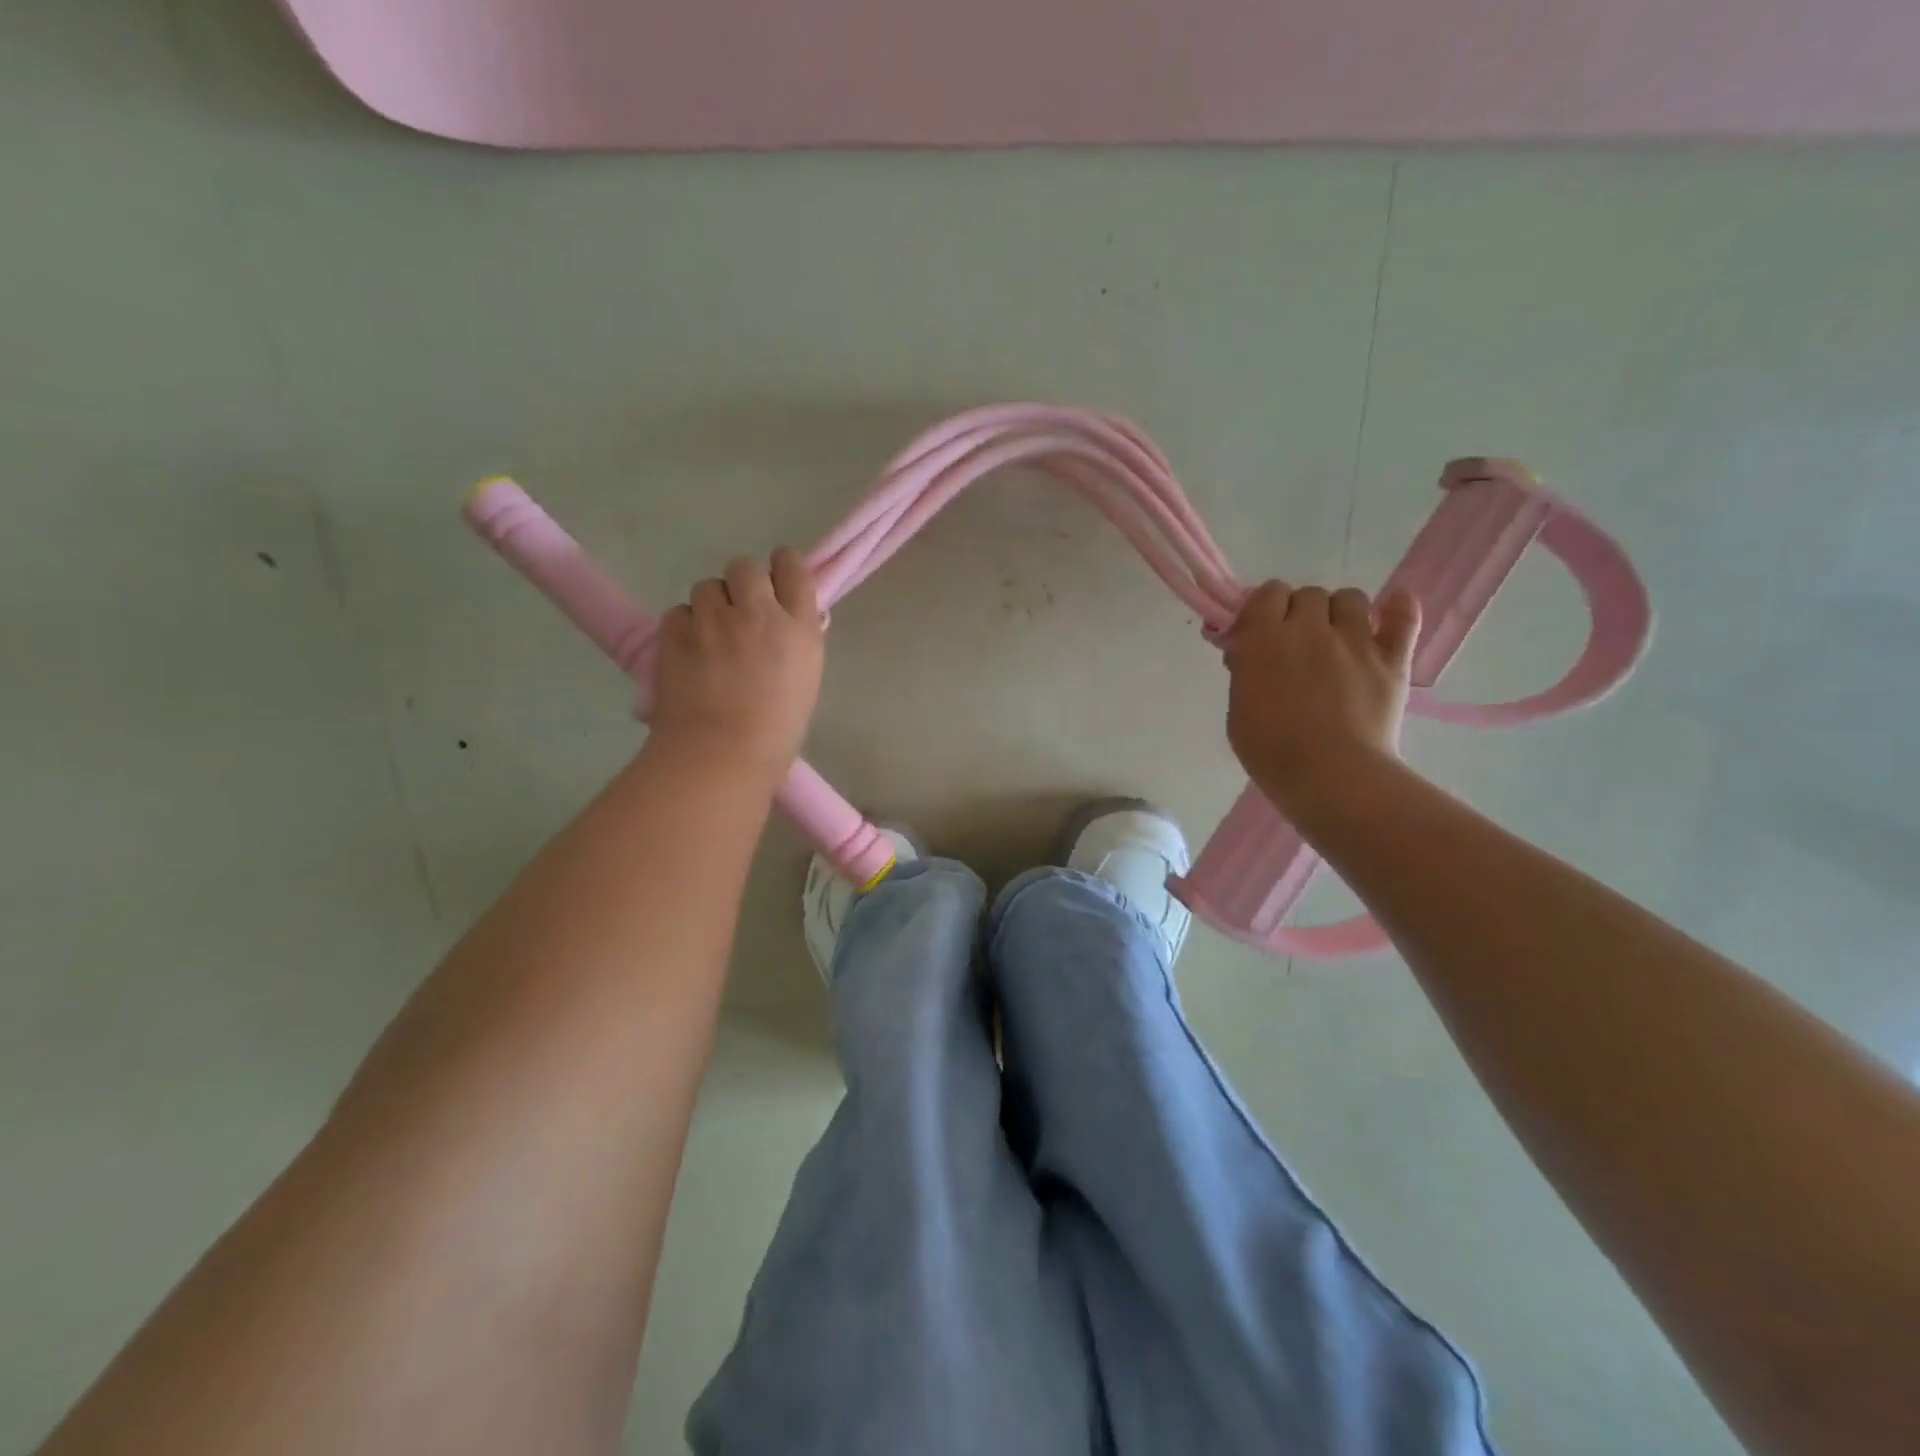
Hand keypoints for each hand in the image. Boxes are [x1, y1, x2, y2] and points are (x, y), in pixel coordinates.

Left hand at [649, 550, 824, 778]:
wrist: (722, 753)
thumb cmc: (776, 732)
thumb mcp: (804, 680)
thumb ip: (795, 642)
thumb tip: (782, 624)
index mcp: (799, 627)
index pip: (793, 568)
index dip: (782, 568)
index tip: (775, 581)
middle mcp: (758, 612)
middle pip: (746, 566)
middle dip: (742, 583)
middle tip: (738, 612)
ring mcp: (714, 619)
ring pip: (708, 587)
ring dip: (710, 605)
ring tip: (709, 637)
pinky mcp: (676, 631)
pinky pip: (679, 612)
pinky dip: (684, 626)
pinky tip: (688, 652)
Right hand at [1222, 582, 1421, 813]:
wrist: (1330, 776)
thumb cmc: (1271, 751)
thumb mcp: (1238, 709)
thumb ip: (1245, 671)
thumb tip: (1249, 651)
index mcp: (1263, 638)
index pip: (1267, 593)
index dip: (1265, 609)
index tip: (1260, 633)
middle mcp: (1309, 628)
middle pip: (1308, 594)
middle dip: (1300, 613)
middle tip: (1297, 645)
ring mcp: (1355, 640)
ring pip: (1351, 598)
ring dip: (1340, 612)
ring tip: (1337, 639)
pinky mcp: (1392, 658)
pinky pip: (1404, 616)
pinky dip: (1399, 608)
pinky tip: (1392, 611)